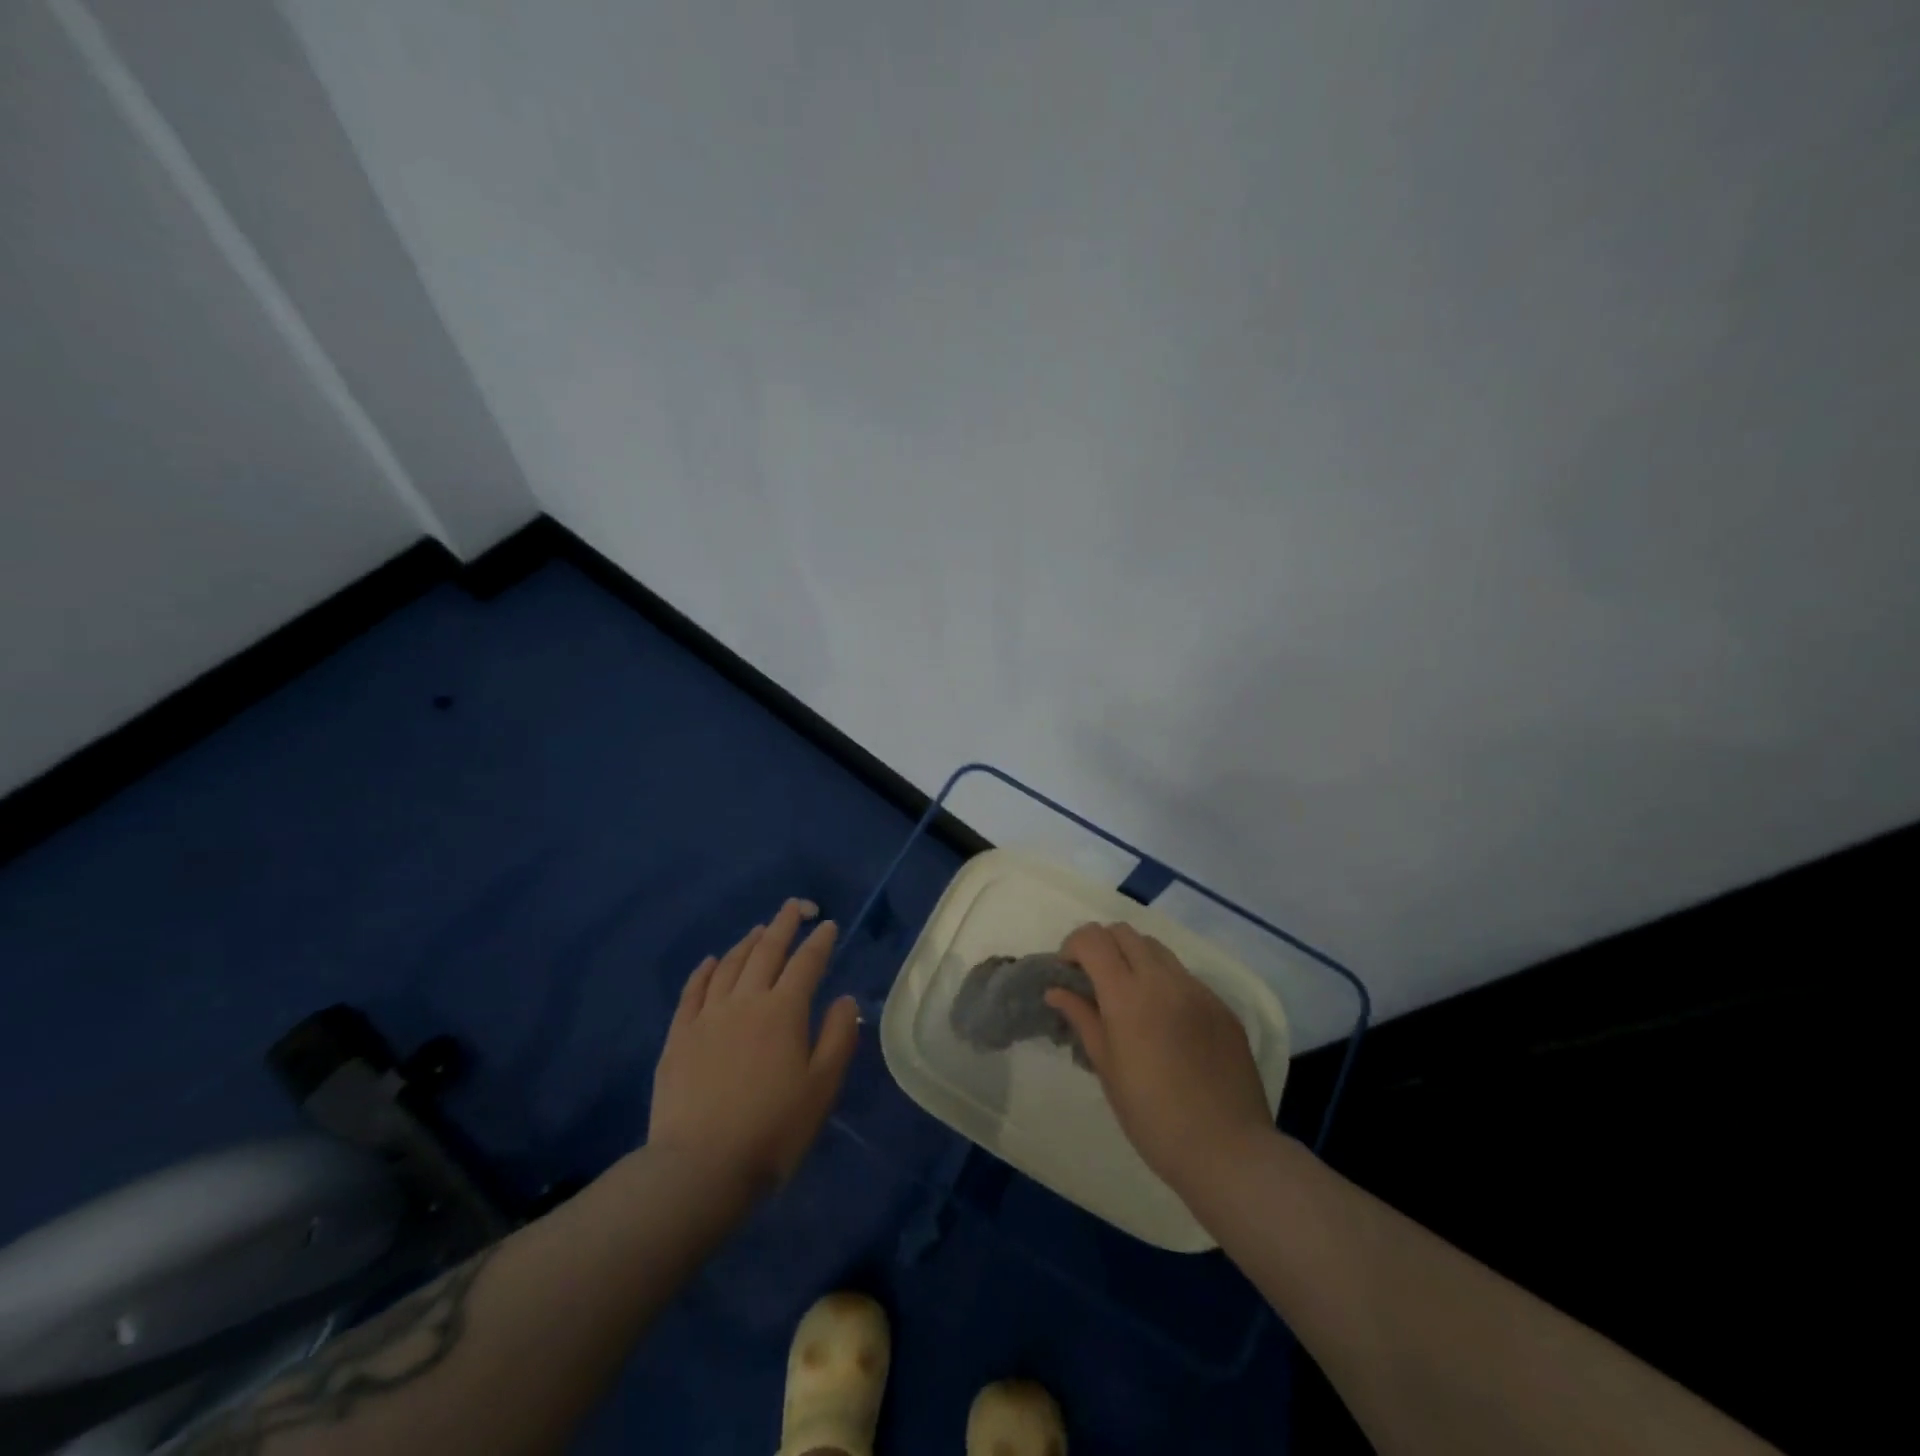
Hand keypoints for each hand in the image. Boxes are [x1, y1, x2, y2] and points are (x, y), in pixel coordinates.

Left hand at [647, 899, 859, 1195]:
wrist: (699, 1168)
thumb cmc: (772, 1130)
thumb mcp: (821, 1088)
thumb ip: (837, 1037)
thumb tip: (844, 998)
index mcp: (783, 1011)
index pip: (806, 963)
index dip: (820, 941)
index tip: (828, 924)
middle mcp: (745, 1001)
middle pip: (767, 951)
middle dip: (784, 924)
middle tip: (795, 907)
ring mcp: (707, 1016)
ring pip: (730, 964)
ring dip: (748, 942)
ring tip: (760, 930)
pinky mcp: (678, 1035)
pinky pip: (693, 990)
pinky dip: (705, 970)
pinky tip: (712, 960)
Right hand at [1047, 921, 1274, 1200]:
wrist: (1227, 1150)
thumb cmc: (1152, 1117)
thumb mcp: (1107, 1069)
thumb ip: (1082, 1019)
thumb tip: (1056, 991)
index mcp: (1127, 995)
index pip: (1093, 938)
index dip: (1073, 946)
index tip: (1068, 974)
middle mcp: (1163, 980)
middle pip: (1125, 932)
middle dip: (1102, 946)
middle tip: (1095, 981)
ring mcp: (1197, 990)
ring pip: (1157, 949)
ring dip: (1134, 958)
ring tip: (1130, 998)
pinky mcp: (1222, 1006)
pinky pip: (1185, 976)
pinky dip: (1164, 982)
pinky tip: (1166, 1022)